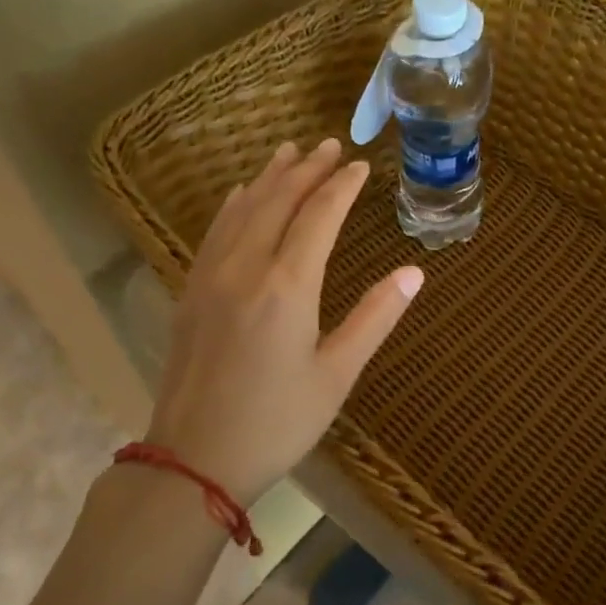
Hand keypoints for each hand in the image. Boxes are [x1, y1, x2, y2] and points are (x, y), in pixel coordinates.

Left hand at [144, 138, 422, 504]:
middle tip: (329, 144)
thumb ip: (375, 317)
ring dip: (269, 178)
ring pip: (242, 210)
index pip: (319, 216)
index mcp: (288, 286)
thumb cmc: (277, 422)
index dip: (342, 186)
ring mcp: (211, 277)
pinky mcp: (191, 293)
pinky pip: (214, 232)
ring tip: (289, 151)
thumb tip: (414, 273)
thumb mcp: (337, 374)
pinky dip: (233, 205)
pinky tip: (239, 194)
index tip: (361, 164)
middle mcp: (246, 268)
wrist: (192, 460)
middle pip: (278, 201)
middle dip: (306, 170)